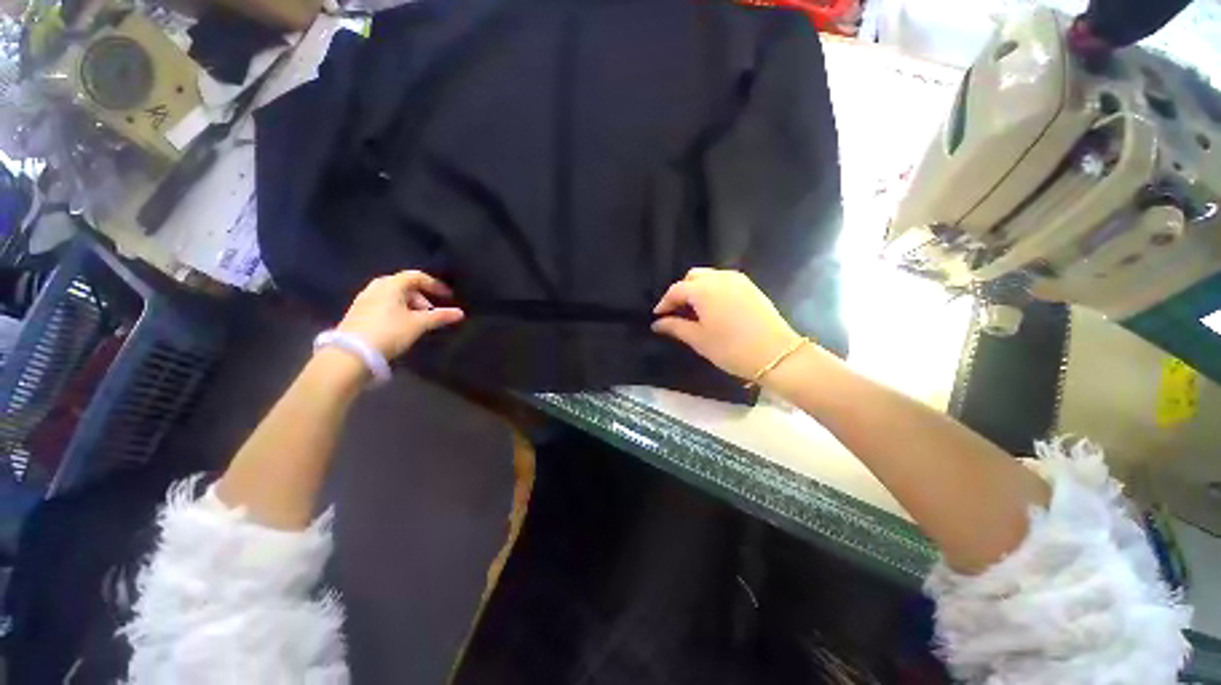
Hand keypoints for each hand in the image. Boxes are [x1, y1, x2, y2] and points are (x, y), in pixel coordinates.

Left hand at [336, 271, 464, 359]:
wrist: (352, 354)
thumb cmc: (389, 332)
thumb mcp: (418, 324)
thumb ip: (440, 316)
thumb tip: (460, 313)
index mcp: (390, 285)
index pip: (416, 276)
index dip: (434, 284)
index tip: (447, 297)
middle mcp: (375, 288)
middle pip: (403, 285)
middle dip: (420, 296)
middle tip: (431, 311)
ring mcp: (364, 300)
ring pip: (392, 296)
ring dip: (408, 304)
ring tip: (418, 320)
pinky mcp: (357, 313)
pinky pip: (382, 304)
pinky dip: (396, 310)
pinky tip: (401, 325)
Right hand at [652, 268, 802, 380]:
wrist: (776, 354)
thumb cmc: (731, 348)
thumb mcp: (698, 339)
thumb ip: (675, 327)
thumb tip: (657, 323)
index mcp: (703, 289)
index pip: (676, 290)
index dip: (665, 303)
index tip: (659, 317)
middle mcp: (720, 277)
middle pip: (693, 277)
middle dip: (681, 292)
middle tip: (677, 312)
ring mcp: (738, 280)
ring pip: (710, 276)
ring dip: (698, 289)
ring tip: (695, 311)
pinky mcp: (751, 287)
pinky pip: (725, 281)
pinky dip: (713, 289)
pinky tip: (714, 308)